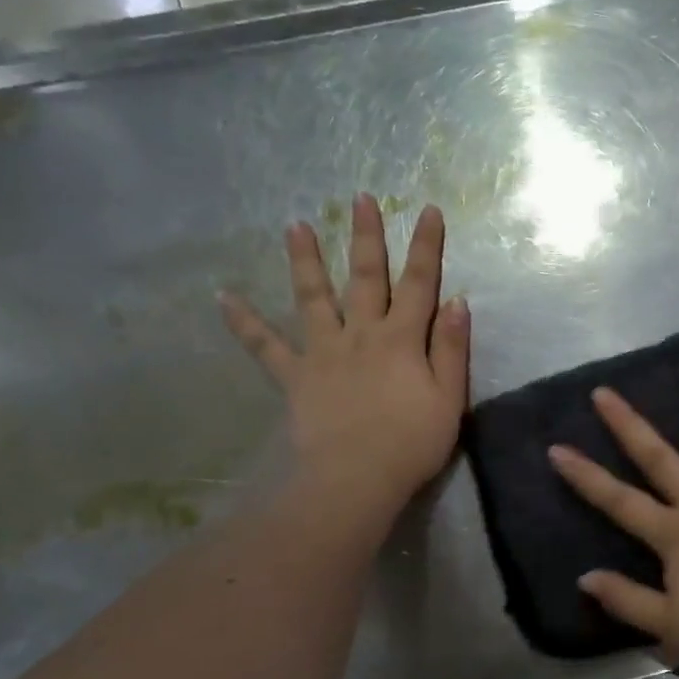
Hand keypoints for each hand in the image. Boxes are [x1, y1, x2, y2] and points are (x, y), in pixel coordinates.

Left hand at [220, 195, 468, 526]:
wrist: (356, 479)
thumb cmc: (412, 442)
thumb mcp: (449, 398)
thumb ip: (451, 348)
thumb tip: (456, 301)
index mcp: (402, 339)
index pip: (420, 284)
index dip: (426, 247)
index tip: (428, 211)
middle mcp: (361, 334)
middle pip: (365, 278)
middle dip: (366, 237)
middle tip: (359, 199)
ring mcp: (324, 352)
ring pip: (314, 298)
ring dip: (305, 261)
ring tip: (294, 226)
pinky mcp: (296, 376)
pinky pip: (265, 346)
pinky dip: (244, 322)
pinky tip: (223, 296)